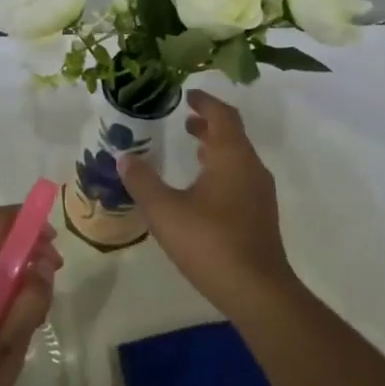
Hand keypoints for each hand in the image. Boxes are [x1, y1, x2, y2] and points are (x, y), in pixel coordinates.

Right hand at [116, 91, 295, 317]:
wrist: (257, 290)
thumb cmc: (210, 242)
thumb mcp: (165, 211)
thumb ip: (143, 181)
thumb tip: (124, 157)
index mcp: (232, 156)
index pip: (223, 115)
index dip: (205, 102)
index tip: (188, 95)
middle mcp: (251, 168)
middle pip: (233, 134)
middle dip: (209, 124)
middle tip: (185, 121)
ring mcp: (260, 193)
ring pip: (238, 157)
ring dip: (216, 148)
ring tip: (193, 149)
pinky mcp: (260, 215)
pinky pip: (241, 177)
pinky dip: (222, 169)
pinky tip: (203, 189)